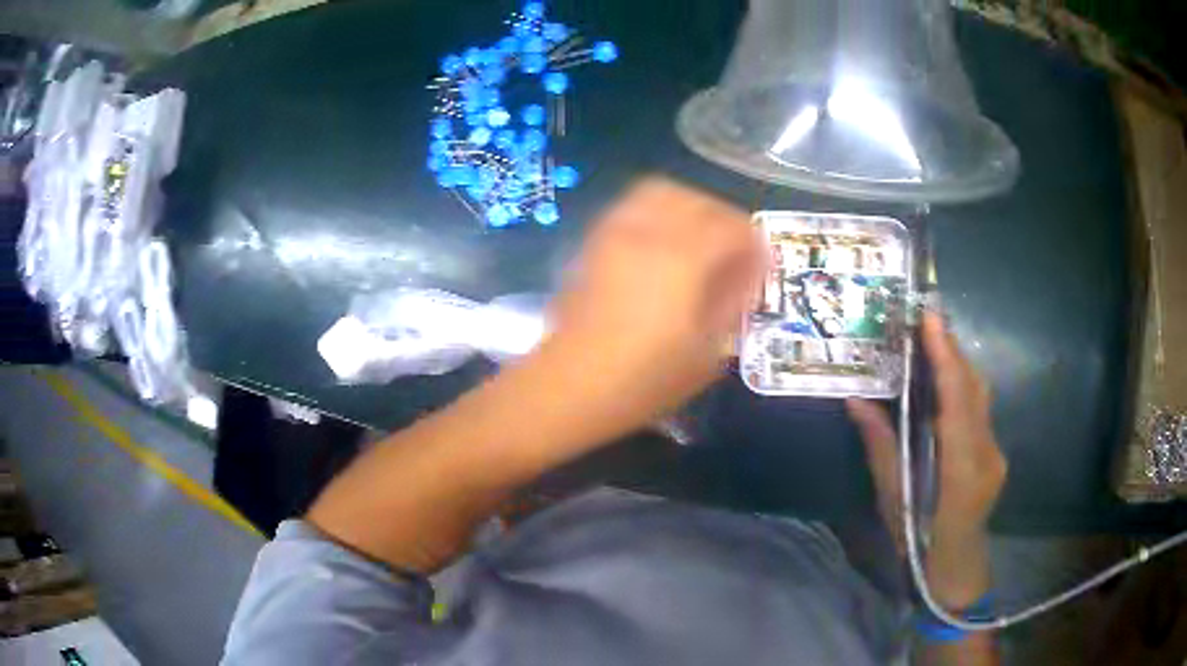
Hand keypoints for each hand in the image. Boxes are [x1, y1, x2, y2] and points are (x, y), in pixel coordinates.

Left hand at [545, 178, 764, 437]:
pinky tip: (661, 243)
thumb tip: (747, 275)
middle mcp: (649, 232)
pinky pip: (630, 206)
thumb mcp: (706, 353)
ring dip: (688, 207)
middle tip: (732, 250)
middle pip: (697, 200)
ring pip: (660, 191)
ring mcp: (616, 232)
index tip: (759, 265)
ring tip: (697, 239)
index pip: (732, 227)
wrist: (571, 385)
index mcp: (684, 260)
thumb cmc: (644, 380)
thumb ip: (733, 305)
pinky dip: (655, 211)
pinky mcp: (594, 241)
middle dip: (723, 219)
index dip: (753, 243)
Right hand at [847, 312, 1007, 548]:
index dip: (945, 357)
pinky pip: (980, 408)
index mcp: (961, 470)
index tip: (930, 319)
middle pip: (974, 388)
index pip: (957, 402)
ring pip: (981, 394)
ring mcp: (996, 451)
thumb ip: (880, 448)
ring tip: (932, 339)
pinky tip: (944, 379)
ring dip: (958, 363)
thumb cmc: (918, 543)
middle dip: (951, 349)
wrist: (955, 569)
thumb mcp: (893, 501)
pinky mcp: (996, 451)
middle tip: (924, 318)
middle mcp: (987, 453)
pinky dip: (962, 385)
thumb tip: (856, 401)